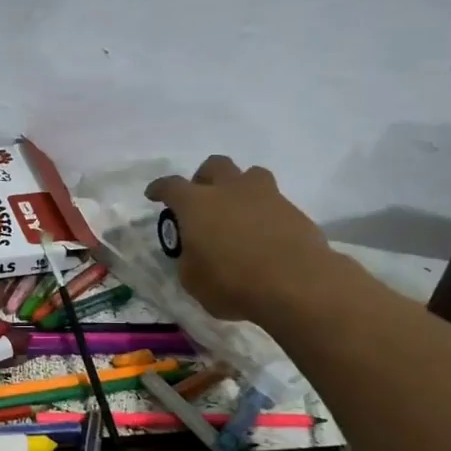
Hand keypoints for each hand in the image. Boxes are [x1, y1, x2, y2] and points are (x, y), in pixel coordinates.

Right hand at [145, 156, 342, 325]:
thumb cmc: (232, 283)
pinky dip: (263, 212)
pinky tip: (262, 235)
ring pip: (250, 175)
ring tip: (237, 211)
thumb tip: (196, 252)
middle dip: (204, 178)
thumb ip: (190, 259)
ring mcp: (266, 196)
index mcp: (197, 204)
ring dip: (239, 187)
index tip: (154, 194)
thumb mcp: (193, 280)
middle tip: (201, 199)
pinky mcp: (293, 210)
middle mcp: (230, 190)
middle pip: (215, 166)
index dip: (160, 189)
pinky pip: (273, 201)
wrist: (296, 284)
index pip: (171, 186)